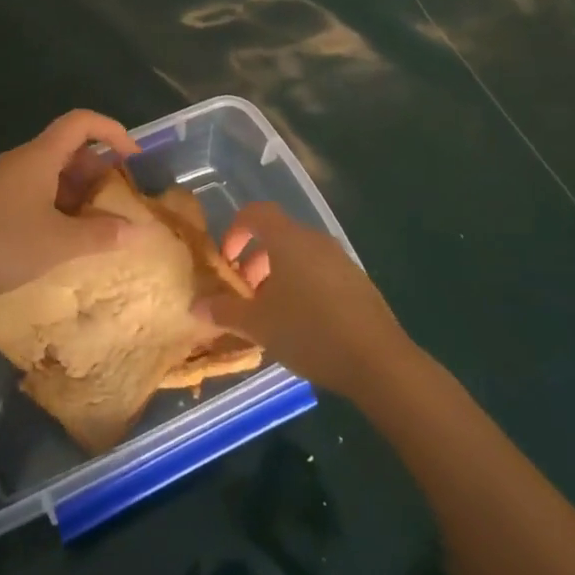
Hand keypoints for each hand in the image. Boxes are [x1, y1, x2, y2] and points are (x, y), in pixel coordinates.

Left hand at [0, 110, 140, 315]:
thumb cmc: (2, 246)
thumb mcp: (59, 244)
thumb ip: (102, 235)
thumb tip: (140, 232)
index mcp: (38, 156)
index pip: (81, 122)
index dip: (112, 131)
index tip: (133, 158)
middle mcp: (21, 160)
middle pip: (68, 148)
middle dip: (98, 170)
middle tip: (120, 200)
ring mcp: (3, 181)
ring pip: (51, 173)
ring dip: (78, 191)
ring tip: (98, 223)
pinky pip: (34, 191)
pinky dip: (57, 205)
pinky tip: (63, 236)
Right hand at [195, 203, 407, 399]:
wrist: (378, 361)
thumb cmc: (309, 332)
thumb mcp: (259, 325)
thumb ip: (225, 311)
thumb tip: (197, 305)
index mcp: (288, 239)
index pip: (256, 213)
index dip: (235, 230)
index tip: (226, 261)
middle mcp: (315, 240)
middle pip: (277, 235)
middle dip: (255, 260)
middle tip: (245, 294)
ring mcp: (340, 259)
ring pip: (299, 255)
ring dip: (278, 275)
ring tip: (271, 312)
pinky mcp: (357, 281)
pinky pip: (320, 271)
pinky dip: (303, 285)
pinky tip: (302, 323)